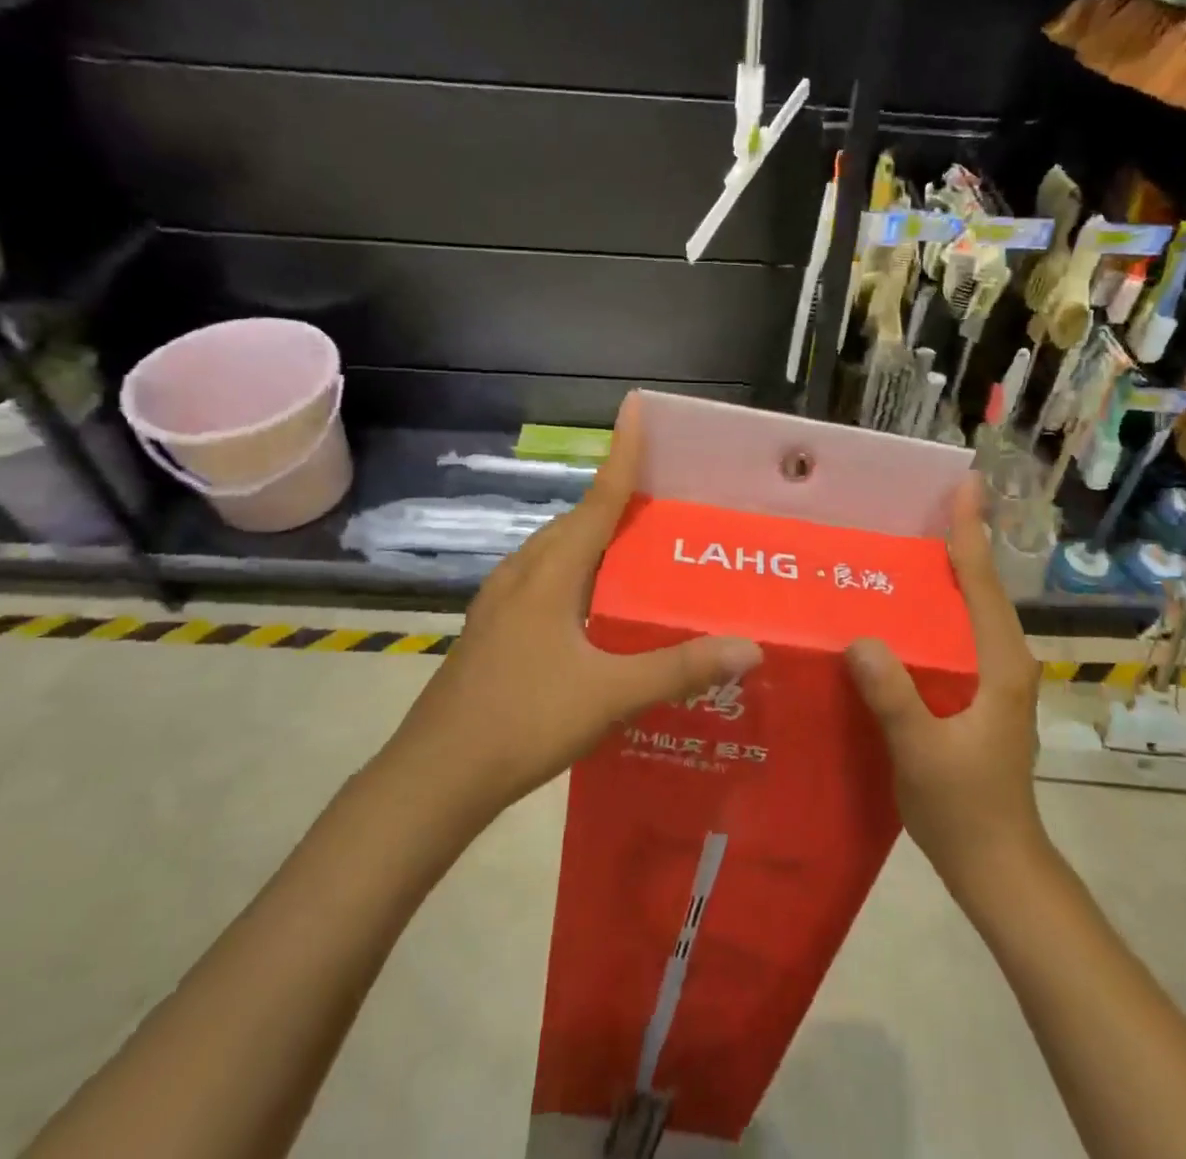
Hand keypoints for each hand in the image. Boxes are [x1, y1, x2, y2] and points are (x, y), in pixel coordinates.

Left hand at [389, 393, 762, 819]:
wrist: (436, 776)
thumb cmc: (523, 721)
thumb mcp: (611, 695)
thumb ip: (680, 668)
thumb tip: (750, 646)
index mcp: (551, 573)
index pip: (598, 498)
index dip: (622, 453)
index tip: (636, 408)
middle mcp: (523, 573)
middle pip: (576, 519)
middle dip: (616, 496)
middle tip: (663, 492)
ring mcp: (501, 601)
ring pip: (556, 550)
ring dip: (593, 534)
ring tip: (635, 541)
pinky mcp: (493, 628)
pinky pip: (543, 578)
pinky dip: (575, 569)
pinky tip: (594, 601)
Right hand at [845, 477, 1048, 895]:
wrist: (997, 866)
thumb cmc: (965, 808)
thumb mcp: (922, 753)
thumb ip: (894, 696)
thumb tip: (861, 638)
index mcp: (1000, 667)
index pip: (982, 586)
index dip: (970, 533)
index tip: (965, 486)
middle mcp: (1004, 664)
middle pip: (981, 589)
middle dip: (960, 542)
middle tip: (925, 503)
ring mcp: (994, 681)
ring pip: (970, 612)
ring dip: (948, 574)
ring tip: (910, 541)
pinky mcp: (979, 697)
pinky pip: (957, 637)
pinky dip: (937, 610)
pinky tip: (902, 610)